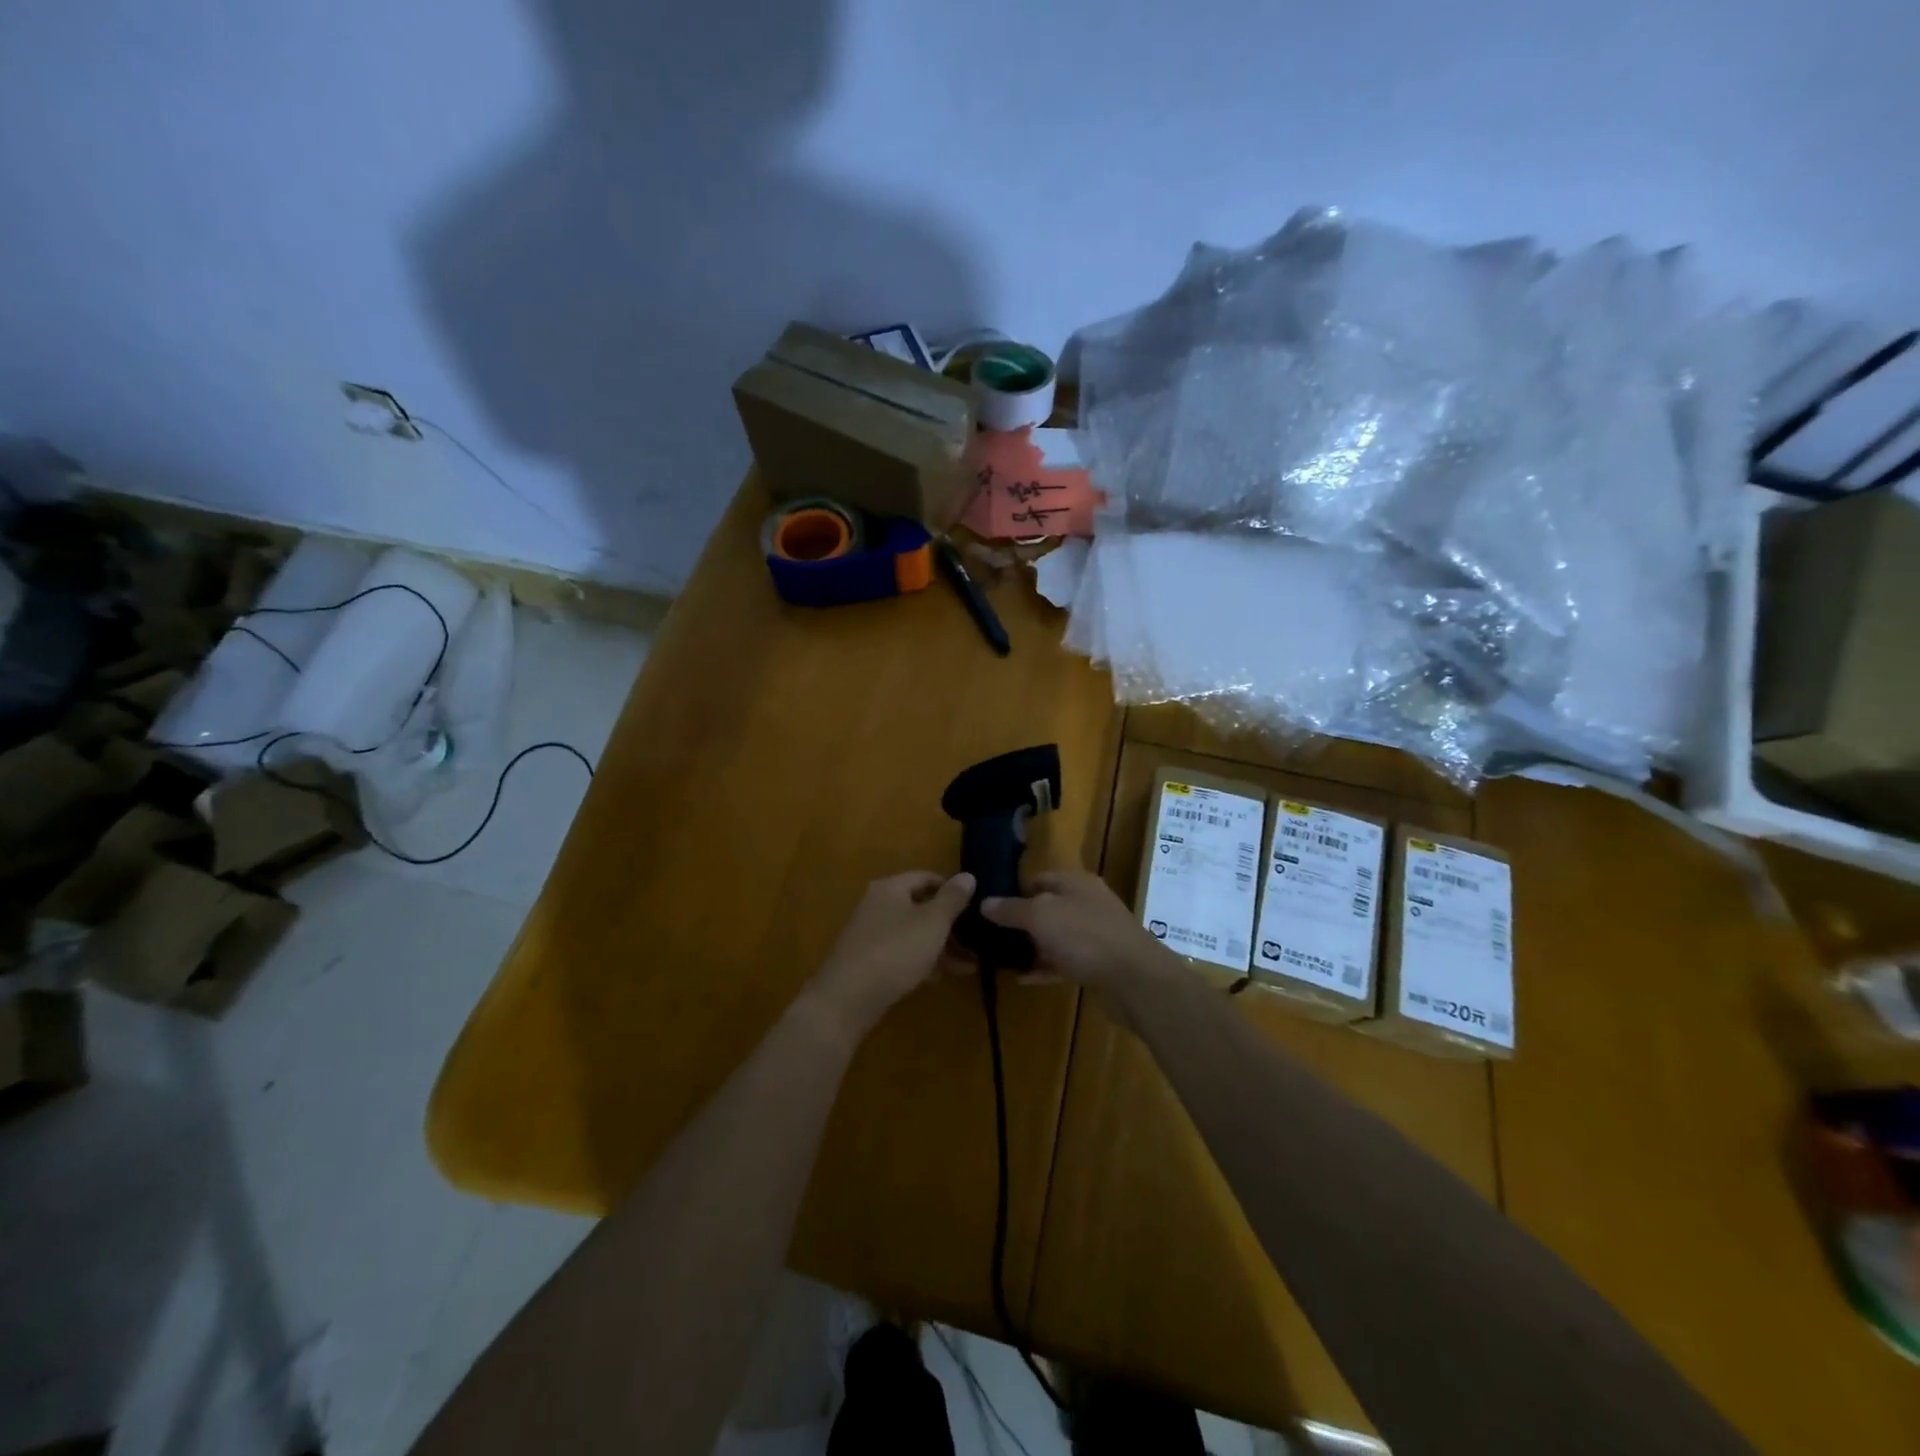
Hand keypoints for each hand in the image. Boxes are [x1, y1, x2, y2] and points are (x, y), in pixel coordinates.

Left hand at [807, 871, 976, 1038]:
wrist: (847, 998)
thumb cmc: (895, 951)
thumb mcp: (932, 923)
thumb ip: (952, 899)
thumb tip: (968, 875)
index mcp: (890, 888)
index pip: (926, 877)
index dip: (951, 889)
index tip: (975, 907)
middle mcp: (877, 905)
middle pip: (920, 907)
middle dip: (950, 925)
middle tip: (976, 942)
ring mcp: (870, 934)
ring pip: (913, 933)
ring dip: (940, 947)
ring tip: (968, 966)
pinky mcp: (867, 961)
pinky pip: (901, 953)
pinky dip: (921, 961)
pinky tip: (938, 978)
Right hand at [980, 870, 1172, 992]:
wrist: (1135, 979)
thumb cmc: (1084, 936)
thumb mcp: (1040, 916)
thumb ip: (1011, 909)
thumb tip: (985, 902)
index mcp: (1074, 882)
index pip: (1036, 879)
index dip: (1011, 892)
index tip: (987, 910)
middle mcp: (1086, 903)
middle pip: (1046, 907)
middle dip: (1020, 922)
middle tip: (990, 937)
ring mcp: (1094, 934)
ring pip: (1055, 936)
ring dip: (1031, 947)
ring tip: (1001, 959)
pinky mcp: (1098, 963)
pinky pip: (1064, 961)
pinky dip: (1044, 968)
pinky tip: (1022, 979)